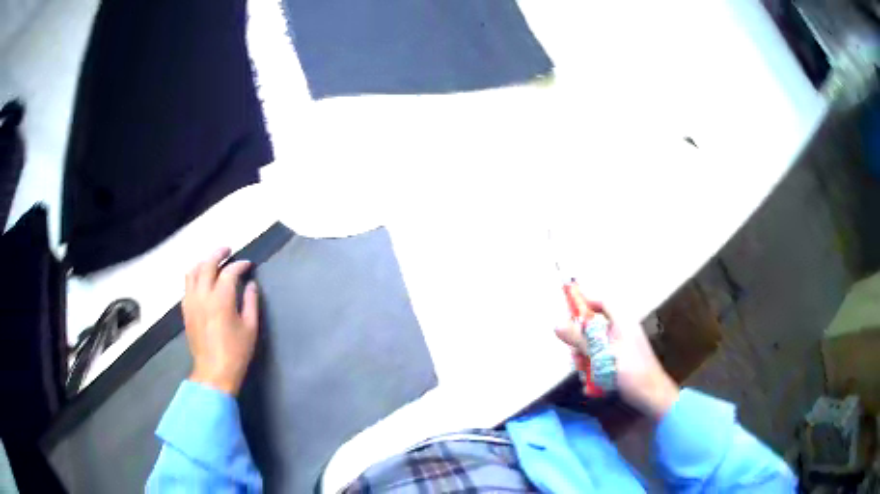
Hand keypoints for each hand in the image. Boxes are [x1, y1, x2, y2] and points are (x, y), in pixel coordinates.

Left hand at [183, 247, 258, 395]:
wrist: (214, 372)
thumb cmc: (236, 352)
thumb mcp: (250, 328)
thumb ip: (250, 302)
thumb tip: (251, 285)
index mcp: (221, 299)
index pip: (229, 272)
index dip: (240, 265)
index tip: (248, 265)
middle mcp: (203, 295)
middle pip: (207, 264)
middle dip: (218, 253)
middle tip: (228, 250)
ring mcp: (191, 302)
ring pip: (192, 271)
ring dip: (203, 262)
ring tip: (212, 261)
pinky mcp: (186, 310)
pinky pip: (187, 285)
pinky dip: (194, 276)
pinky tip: (201, 280)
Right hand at [555, 284, 678, 419]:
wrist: (651, 395)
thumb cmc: (630, 371)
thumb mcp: (602, 354)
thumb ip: (580, 339)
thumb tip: (557, 325)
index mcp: (622, 322)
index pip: (603, 302)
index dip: (586, 303)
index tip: (568, 314)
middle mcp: (622, 331)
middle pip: (595, 327)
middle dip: (581, 342)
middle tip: (575, 356)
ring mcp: (622, 347)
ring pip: (595, 346)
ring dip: (586, 360)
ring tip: (585, 375)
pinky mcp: (621, 362)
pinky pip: (602, 360)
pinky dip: (594, 370)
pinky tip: (592, 384)